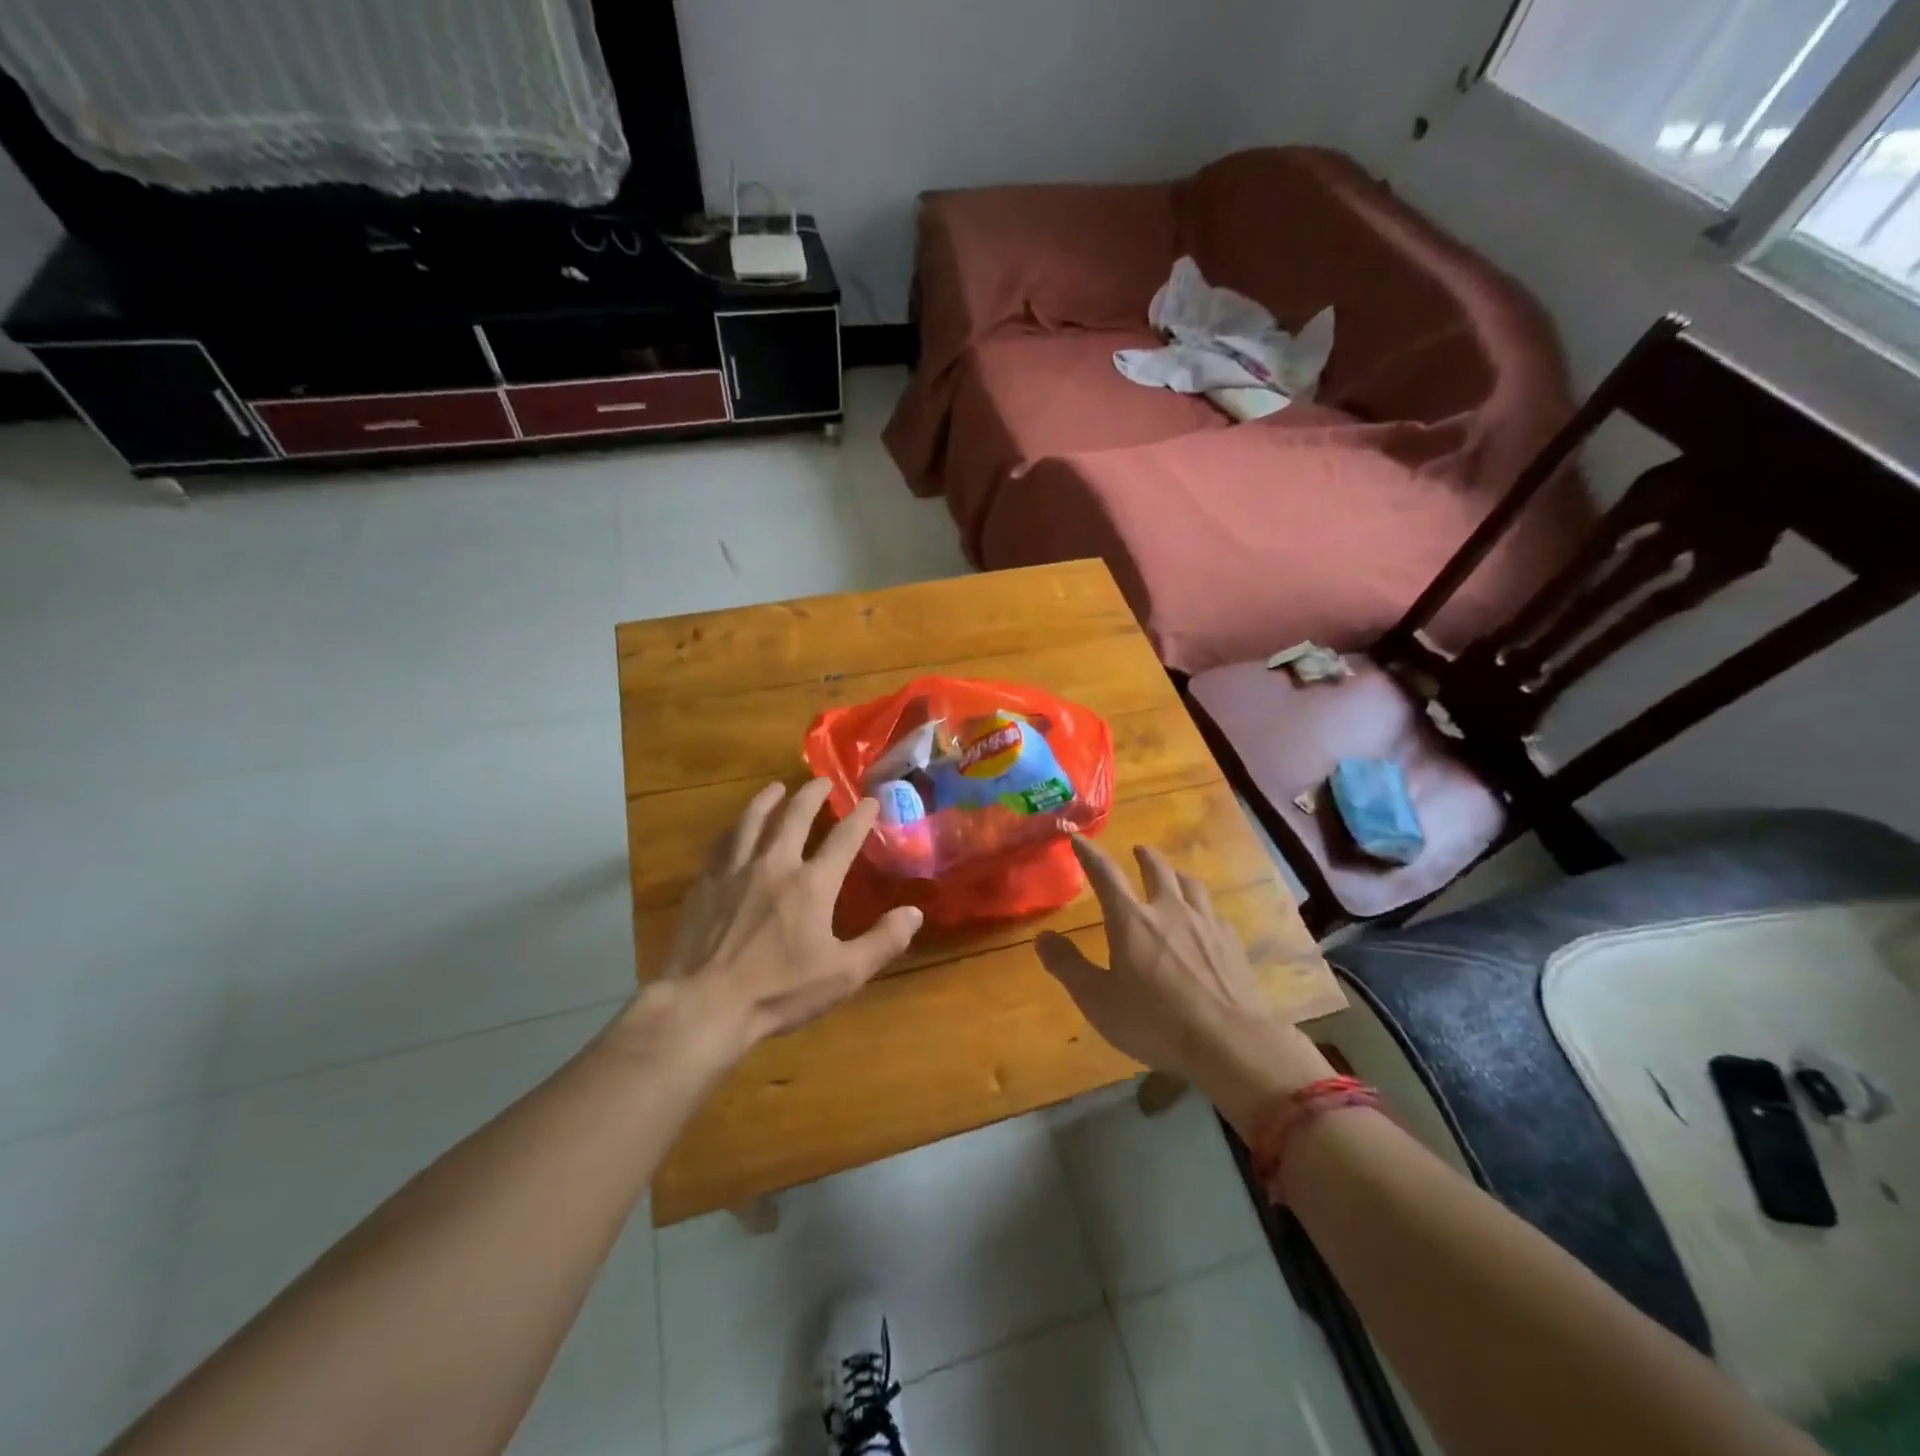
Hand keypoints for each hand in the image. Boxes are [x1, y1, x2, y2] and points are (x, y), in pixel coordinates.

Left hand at [656, 779, 922, 1049]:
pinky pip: (721, 845)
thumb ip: (882, 942)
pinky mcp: (705, 885)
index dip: (860, 817)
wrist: (705, 1005)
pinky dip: (733, 829)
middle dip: (812, 795)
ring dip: (767, 800)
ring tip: (776, 788)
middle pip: (794, 817)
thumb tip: (914, 912)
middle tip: (821, 781)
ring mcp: (735, 872)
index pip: (843, 839)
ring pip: (753, 822)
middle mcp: (774, 865)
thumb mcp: (843, 974)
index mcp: (811, 885)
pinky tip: (735, 829)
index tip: (870, 800)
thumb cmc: (778, 992)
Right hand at [1034, 837, 1332, 1133]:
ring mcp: (1205, 924)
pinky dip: (1203, 910)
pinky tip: (1206, 923)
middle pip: (1157, 870)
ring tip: (1174, 877)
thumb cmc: (1155, 1022)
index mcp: (1131, 920)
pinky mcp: (1232, 944)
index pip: (1106, 875)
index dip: (1090, 855)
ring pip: (1190, 886)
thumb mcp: (1098, 1000)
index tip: (1078, 838)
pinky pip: (1214, 914)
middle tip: (1139, 850)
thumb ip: (1068, 966)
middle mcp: (1169, 911)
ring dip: (1177, 876)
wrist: (1230, 1043)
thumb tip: (1042, 937)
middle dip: (1144, 857)